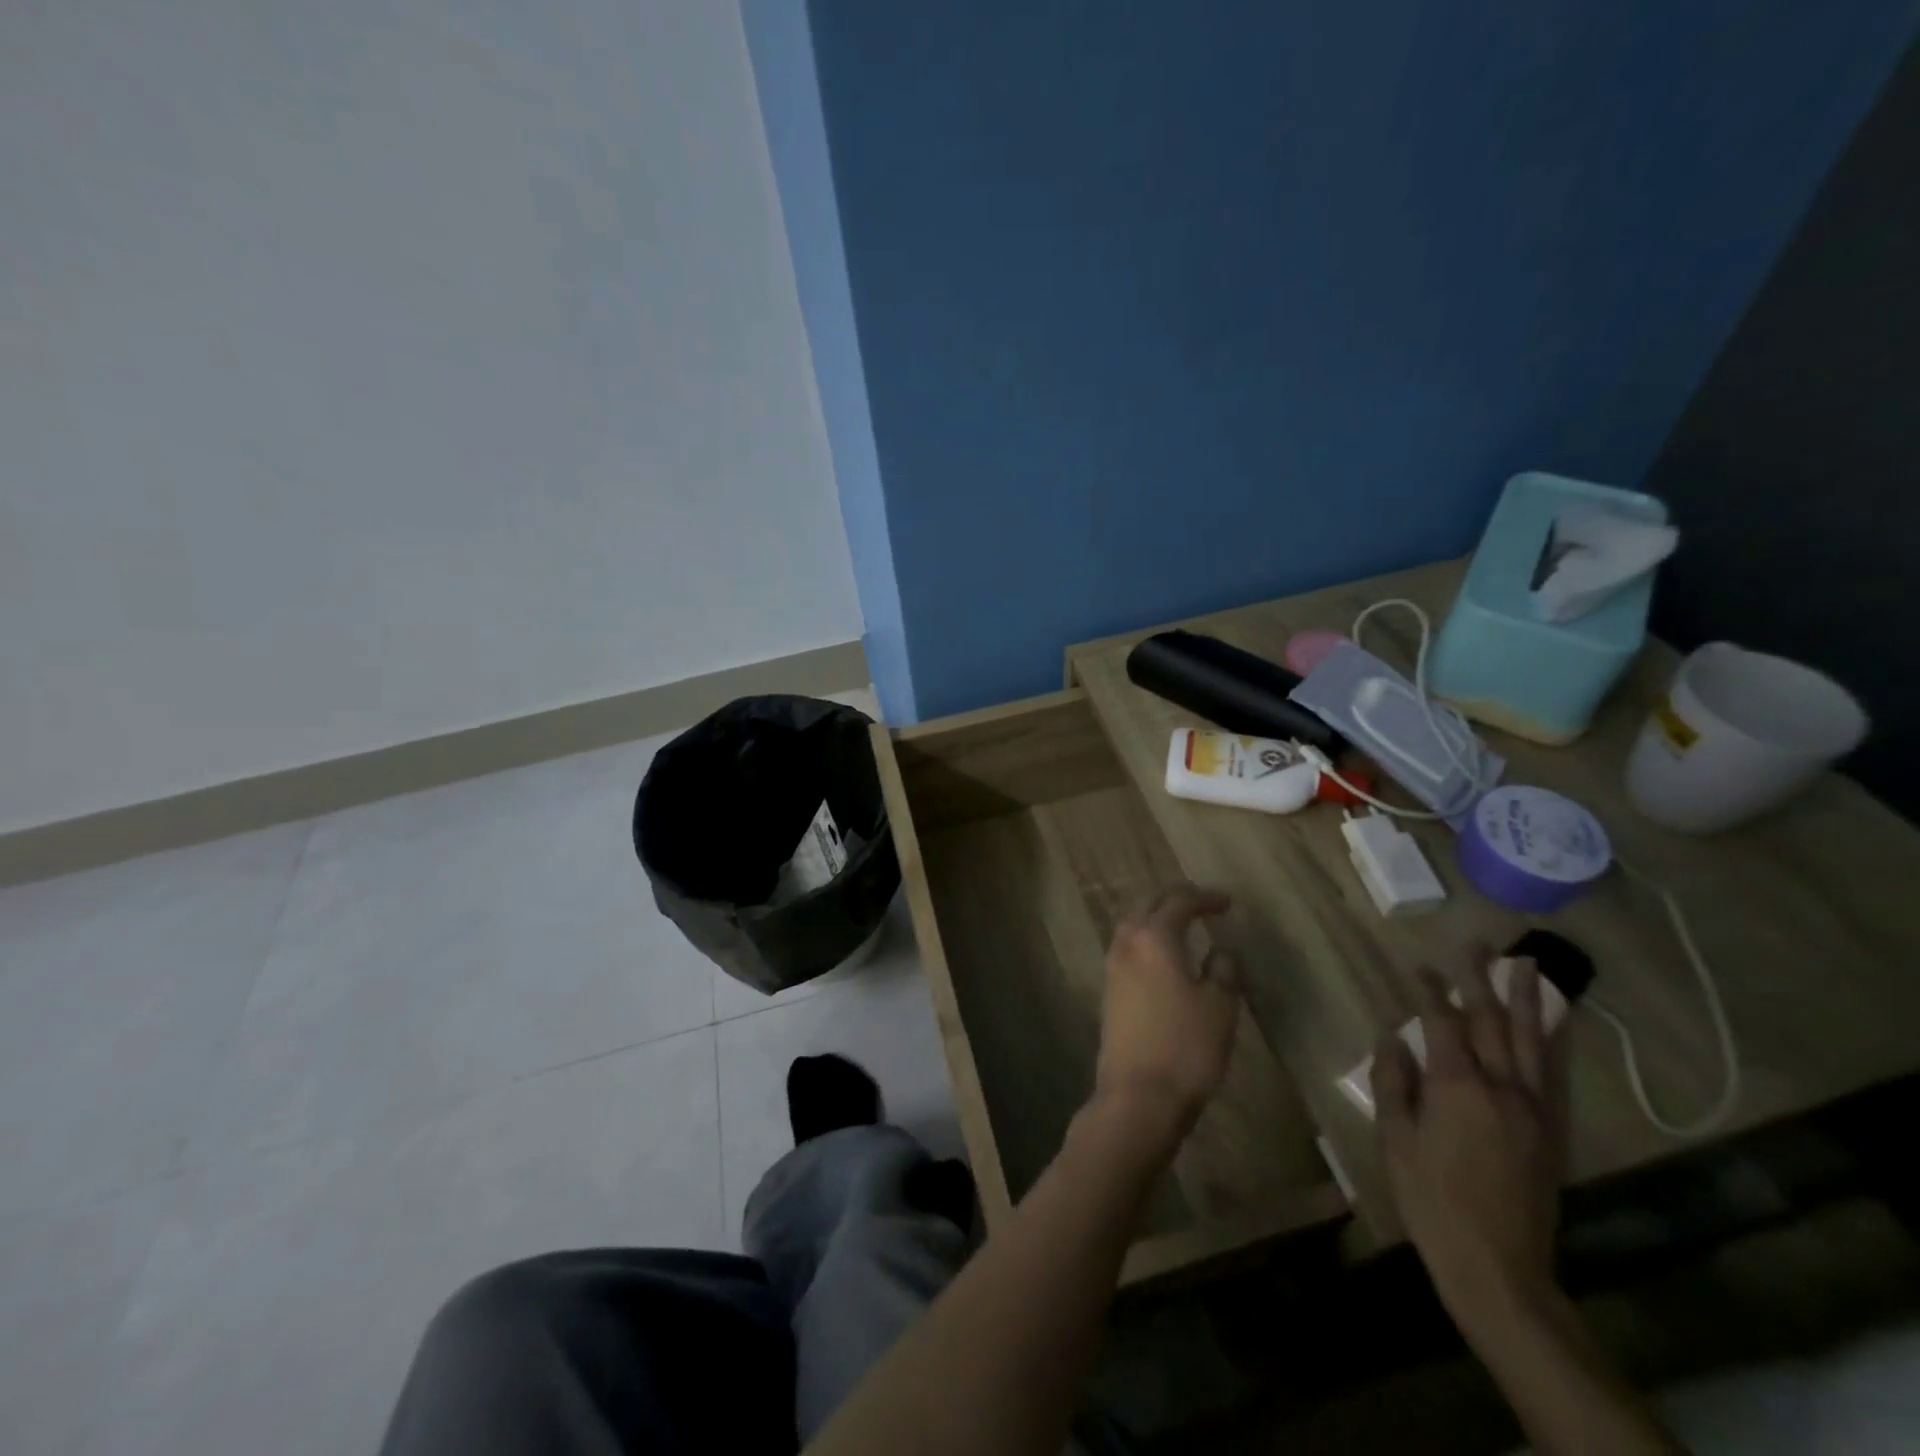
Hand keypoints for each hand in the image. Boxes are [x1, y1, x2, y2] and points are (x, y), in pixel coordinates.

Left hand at [1094, 883, 1240, 1141]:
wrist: (1137, 1096)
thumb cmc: (1185, 1048)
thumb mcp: (1219, 1008)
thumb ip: (1223, 972)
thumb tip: (1220, 952)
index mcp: (1154, 938)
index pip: (1179, 902)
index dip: (1204, 897)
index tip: (1227, 901)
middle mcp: (1127, 944)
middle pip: (1147, 906)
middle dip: (1174, 898)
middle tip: (1200, 902)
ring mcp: (1113, 968)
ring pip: (1132, 925)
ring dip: (1155, 917)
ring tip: (1180, 923)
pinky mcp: (1109, 992)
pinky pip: (1127, 949)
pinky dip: (1145, 940)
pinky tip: (1160, 955)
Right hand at [1373, 955, 1565, 1334]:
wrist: (1498, 1266)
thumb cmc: (1431, 1199)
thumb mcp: (1395, 1139)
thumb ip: (1394, 1082)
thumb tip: (1391, 1036)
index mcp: (1456, 1087)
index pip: (1442, 1023)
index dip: (1429, 991)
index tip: (1418, 965)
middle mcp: (1501, 1087)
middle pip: (1491, 1021)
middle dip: (1480, 979)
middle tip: (1477, 944)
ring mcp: (1533, 1108)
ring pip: (1530, 1039)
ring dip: (1526, 997)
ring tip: (1526, 964)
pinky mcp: (1552, 1130)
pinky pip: (1554, 1072)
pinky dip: (1553, 1040)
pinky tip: (1553, 1022)